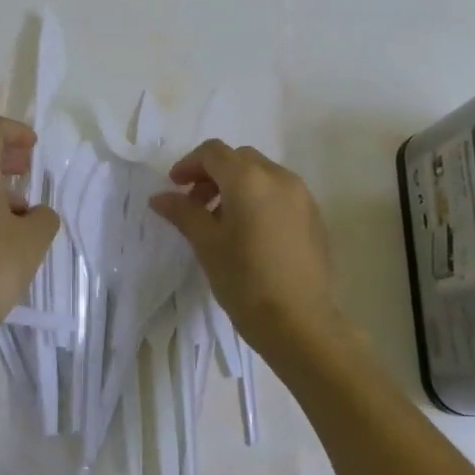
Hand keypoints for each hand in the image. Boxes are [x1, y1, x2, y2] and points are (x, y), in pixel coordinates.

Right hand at [149, 140, 357, 363]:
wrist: (300, 322)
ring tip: (222, 221)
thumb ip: (183, 212)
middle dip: (213, 174)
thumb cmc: (245, 281)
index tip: (174, 187)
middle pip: (239, 159)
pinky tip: (250, 233)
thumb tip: (159, 197)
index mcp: (249, 179)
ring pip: (262, 174)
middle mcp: (279, 177)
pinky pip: (281, 193)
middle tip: (195, 204)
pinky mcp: (314, 216)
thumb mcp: (206, 245)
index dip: (189, 164)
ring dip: (237, 185)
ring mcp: (302, 196)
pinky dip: (260, 199)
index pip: (213, 152)